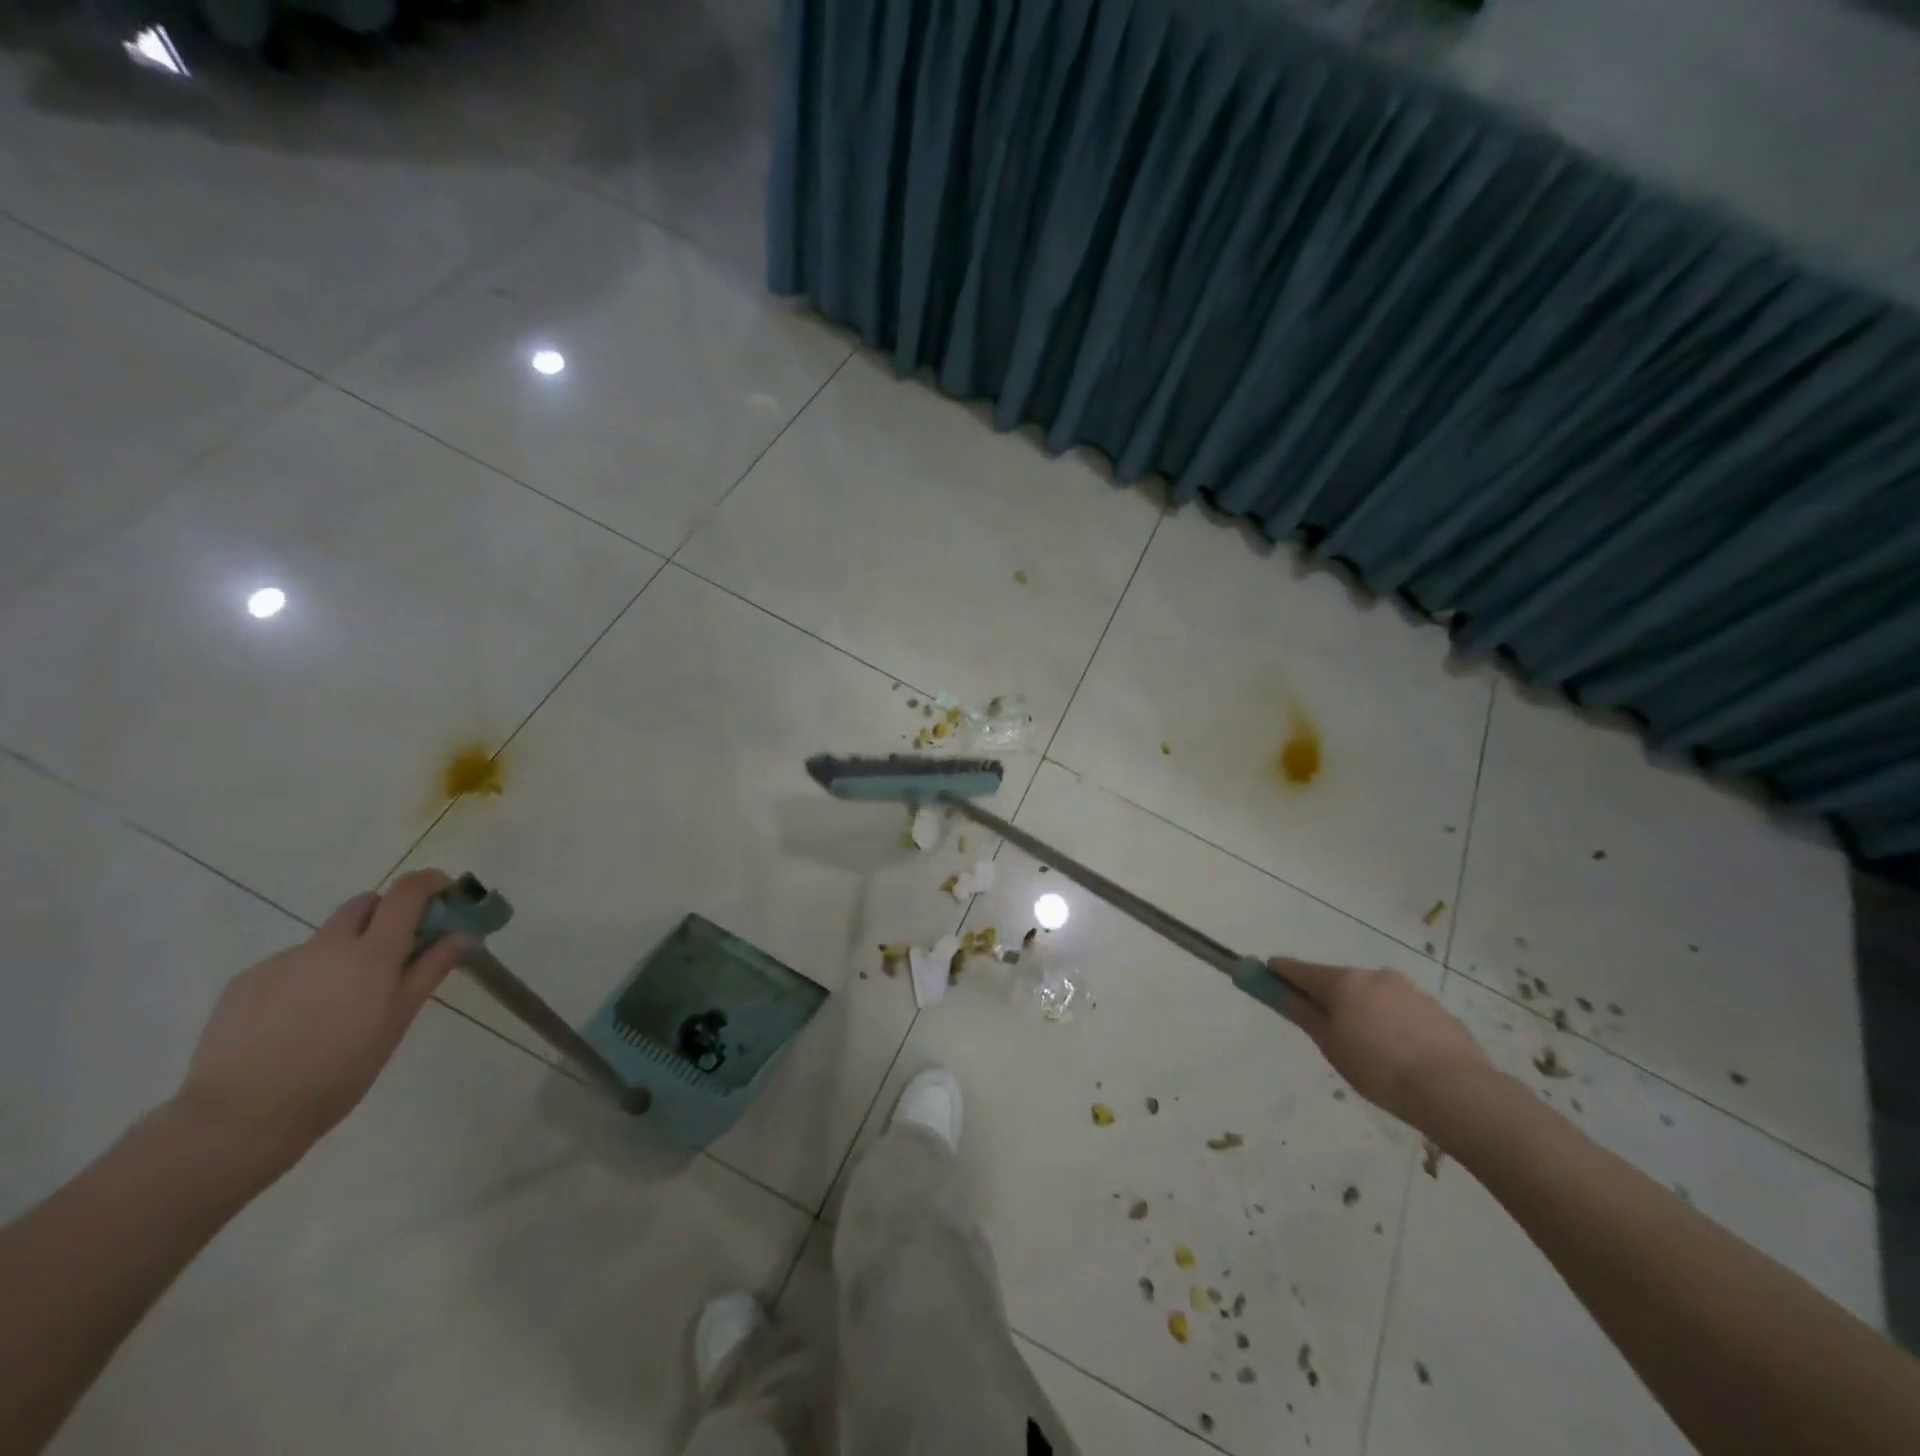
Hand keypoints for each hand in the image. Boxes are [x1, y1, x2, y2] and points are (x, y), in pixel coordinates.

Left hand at [175, 870, 469, 1167]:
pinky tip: (298, 1022)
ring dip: (345, 952)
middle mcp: (327, 945)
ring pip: (326, 939)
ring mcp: (282, 961)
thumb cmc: (340, 1070)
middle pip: (364, 904)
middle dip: (387, 915)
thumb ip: (429, 969)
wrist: (241, 1116)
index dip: (430, 882)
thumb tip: (460, 935)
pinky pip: (290, 966)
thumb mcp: (398, 1020)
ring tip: (339, 1005)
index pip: (406, 893)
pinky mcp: (245, 982)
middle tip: (397, 951)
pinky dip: (307, 979)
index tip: (445, 892)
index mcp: (372, 953)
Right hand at [1272, 957, 1491, 1131]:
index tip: (1268, 978)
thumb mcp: (1331, 1046)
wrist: (1456, 1092)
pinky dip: (1395, 1025)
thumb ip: (1302, 1013)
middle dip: (1330, 1000)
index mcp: (1344, 982)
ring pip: (1374, 997)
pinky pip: (1403, 1012)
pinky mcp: (1438, 1010)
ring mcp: (1409, 991)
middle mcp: (1374, 976)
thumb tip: (1277, 989)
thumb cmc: (1379, 1070)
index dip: (1280, 973)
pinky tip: (1402, 1056)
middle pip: (1340, 983)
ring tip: (1373, 1053)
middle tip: (1330, 1033)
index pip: (1300, 970)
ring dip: (1365, 1013)